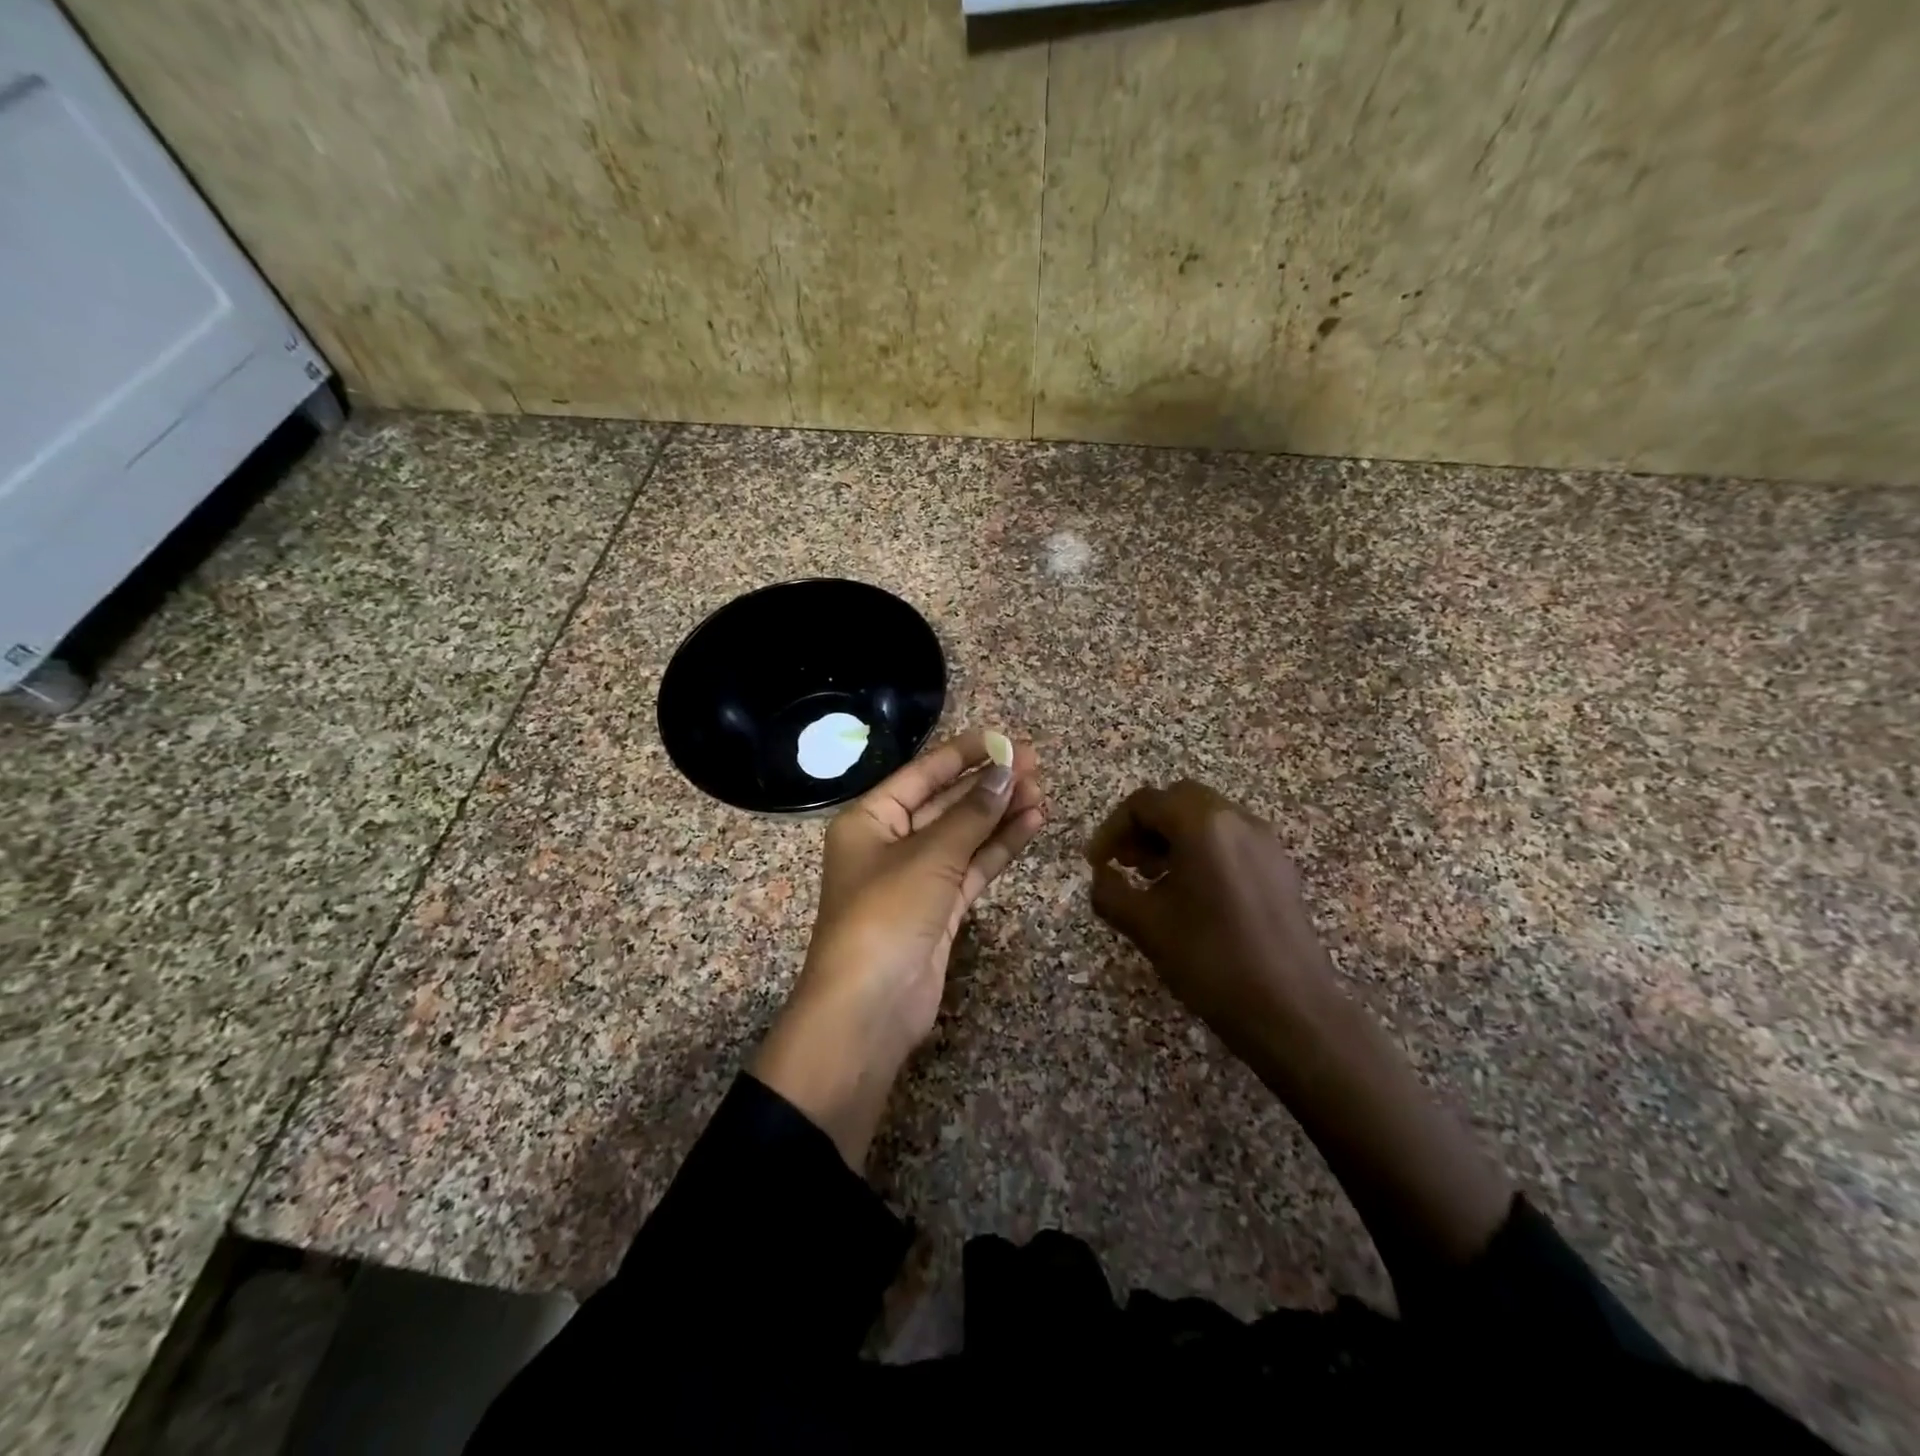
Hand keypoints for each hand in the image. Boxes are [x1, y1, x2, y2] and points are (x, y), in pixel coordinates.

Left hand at [754, 729, 1045, 1166]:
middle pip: (945, 802)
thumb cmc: (885, 915)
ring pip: (964, 835)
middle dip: (988, 783)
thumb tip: (1006, 773)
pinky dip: (999, 847)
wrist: (869, 1009)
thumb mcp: (929, 857)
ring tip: (1041, 790)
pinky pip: (973, 867)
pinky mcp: (940, 909)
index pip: (921, 774)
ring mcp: (917, 878)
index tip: (1005, 738)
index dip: (963, 754)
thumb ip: (971, 815)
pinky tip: (1031, 824)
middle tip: (1035, 762)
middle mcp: (891, 843)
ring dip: (999, 814)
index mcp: (870, 820)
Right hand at [1085, 779, 1341, 1066]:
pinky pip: (1230, 841)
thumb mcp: (1145, 926)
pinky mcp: (1279, 868)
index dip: (1111, 829)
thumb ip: (1110, 891)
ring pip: (1206, 819)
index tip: (1095, 863)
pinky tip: (1191, 895)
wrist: (1290, 1011)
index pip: (1144, 803)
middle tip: (1125, 864)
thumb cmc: (1210, 960)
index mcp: (1202, 825)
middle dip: (1143, 827)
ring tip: (1153, 880)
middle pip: (1177, 801)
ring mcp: (1264, 843)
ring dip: (1171, 838)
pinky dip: (1201, 852)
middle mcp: (1237, 820)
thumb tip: (1101, 876)